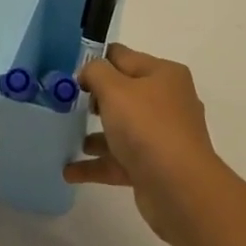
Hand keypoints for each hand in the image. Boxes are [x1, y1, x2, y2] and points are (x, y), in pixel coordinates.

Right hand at [65, 43, 224, 241]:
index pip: (124, 57)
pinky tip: (69, 171)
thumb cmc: (147, 127)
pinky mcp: (154, 167)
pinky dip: (97, 164)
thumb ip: (96, 72)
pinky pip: (120, 160)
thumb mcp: (115, 89)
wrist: (179, 188)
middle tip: (67, 105)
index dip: (96, 62)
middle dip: (96, 99)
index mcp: (164, 74)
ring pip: (122, 129)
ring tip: (65, 138)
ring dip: (95, 134)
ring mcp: (162, 136)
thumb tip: (89, 73)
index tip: (70, 73)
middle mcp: (167, 101)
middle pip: (124, 93)